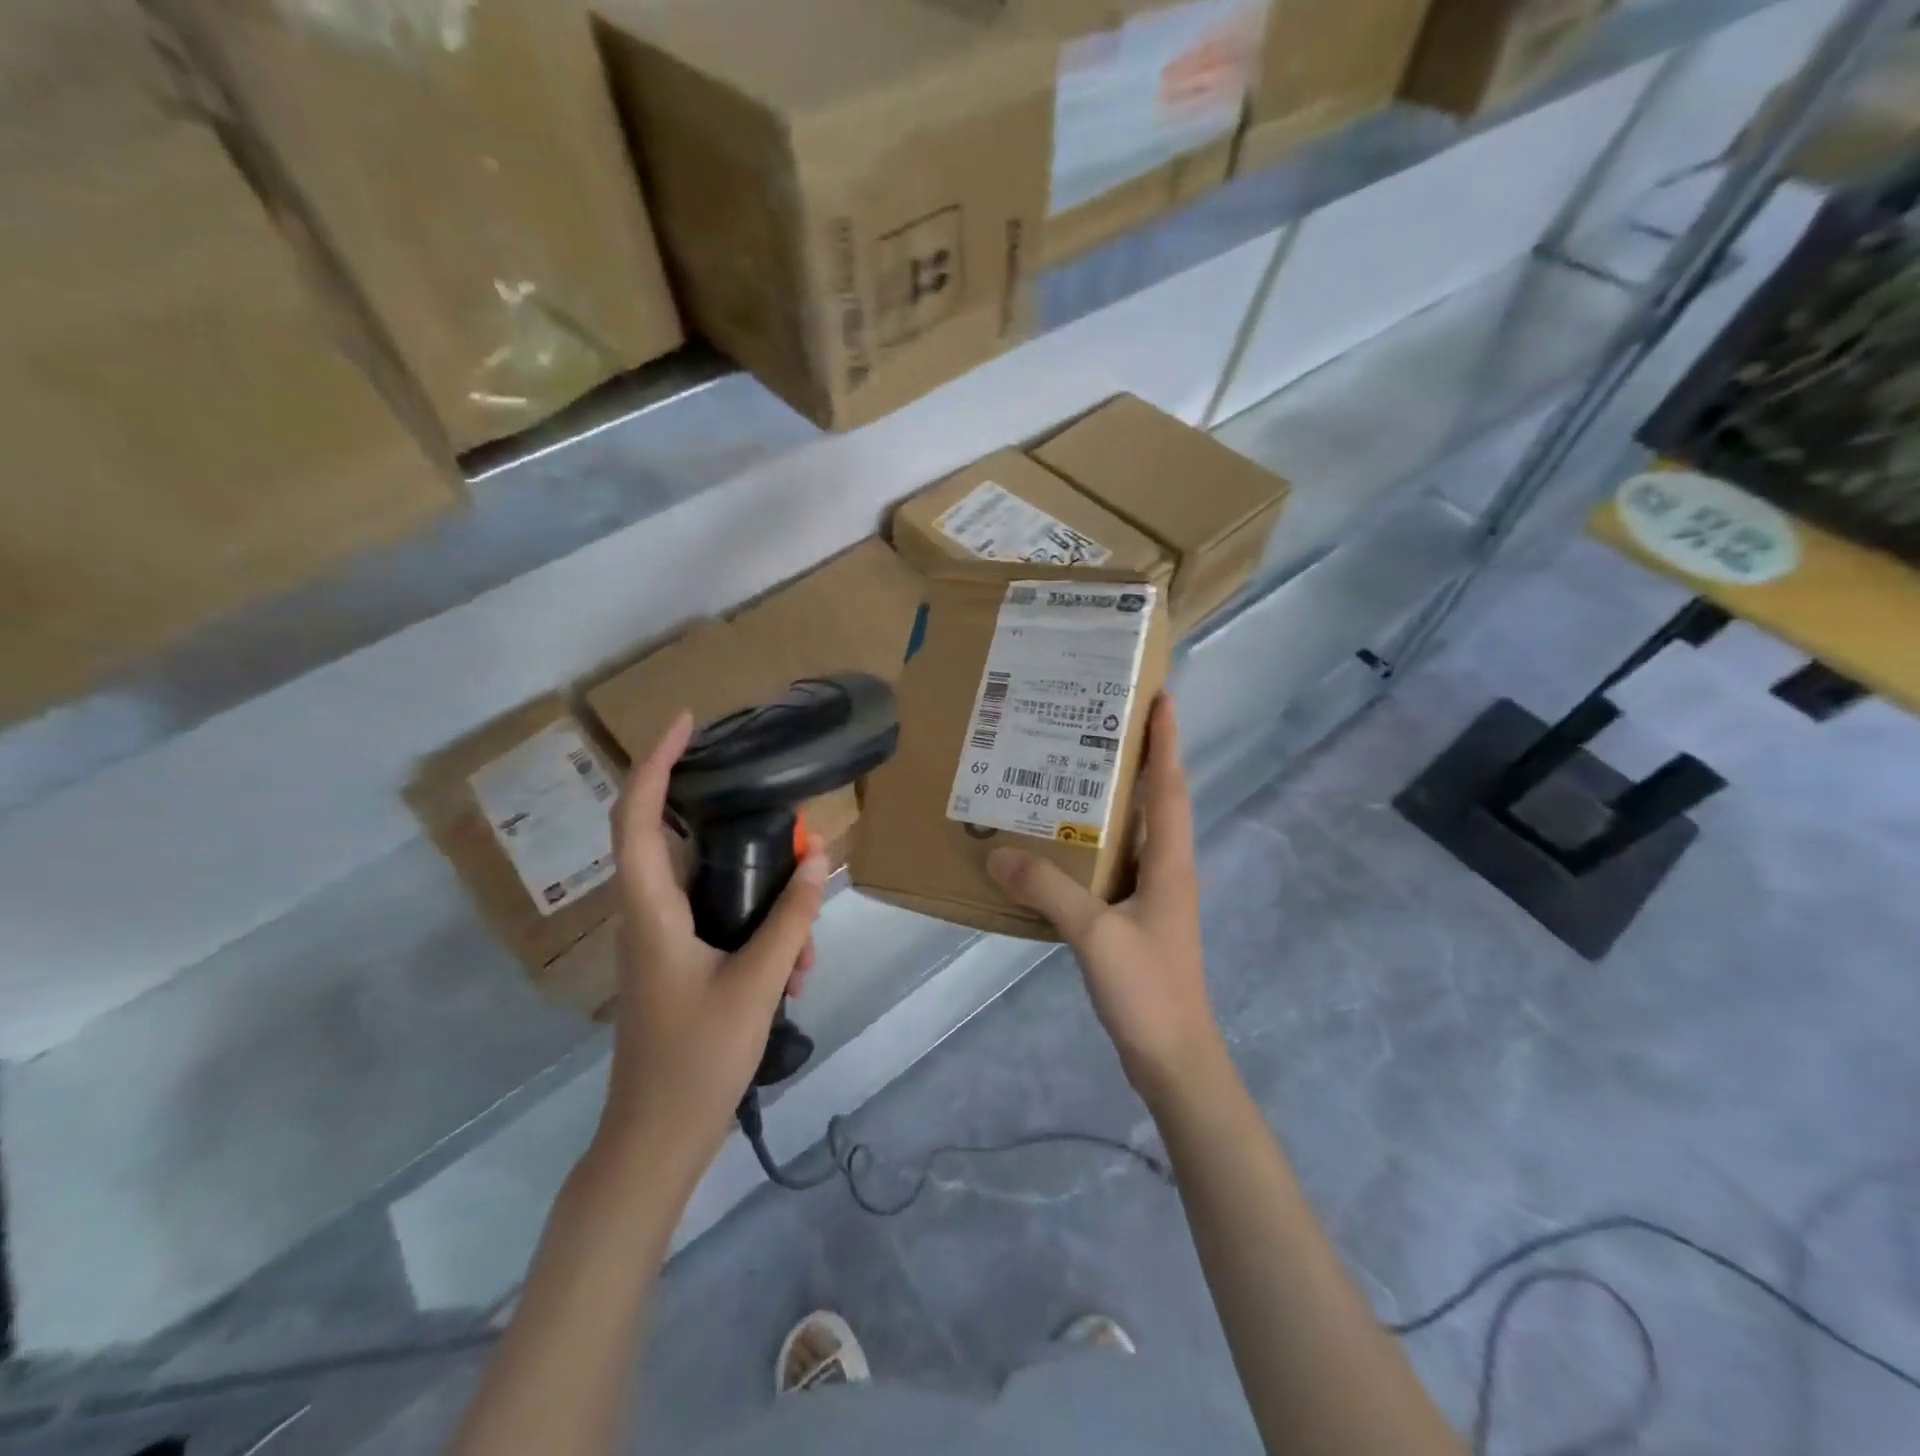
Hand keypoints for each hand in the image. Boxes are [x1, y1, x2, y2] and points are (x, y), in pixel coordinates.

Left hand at [595, 711, 828, 1191]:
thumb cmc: (696, 1062)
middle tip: (783, 826)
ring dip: (761, 898)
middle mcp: (649, 914)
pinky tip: (796, 969)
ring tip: (804, 944)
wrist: (656, 1141)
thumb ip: (790, 920)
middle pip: (679, 841)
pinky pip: (720, 921)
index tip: (687, 724)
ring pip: (711, 887)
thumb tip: (818, 859)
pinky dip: (759, 929)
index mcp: (651, 910)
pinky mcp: (678, 961)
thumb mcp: (758, 985)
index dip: (655, 763)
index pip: (637, 816)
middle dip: (736, 829)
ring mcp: (662, 940)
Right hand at [987, 695, 1225, 1106]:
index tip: (1160, 697)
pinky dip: (1094, 844)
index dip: (1167, 740)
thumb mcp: (1095, 934)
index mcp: (1170, 862)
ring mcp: (1154, 896)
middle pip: (1156, 801)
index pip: (1170, 786)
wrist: (1174, 1058)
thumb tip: (998, 851)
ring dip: (1114, 800)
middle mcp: (1168, 870)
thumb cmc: (1147, 989)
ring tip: (1071, 771)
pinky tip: (1060, 844)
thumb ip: (1048, 891)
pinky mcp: (1137, 919)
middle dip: (1137, 758)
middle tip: (1096, 722)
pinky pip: (1115, 865)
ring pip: (1135, 833)